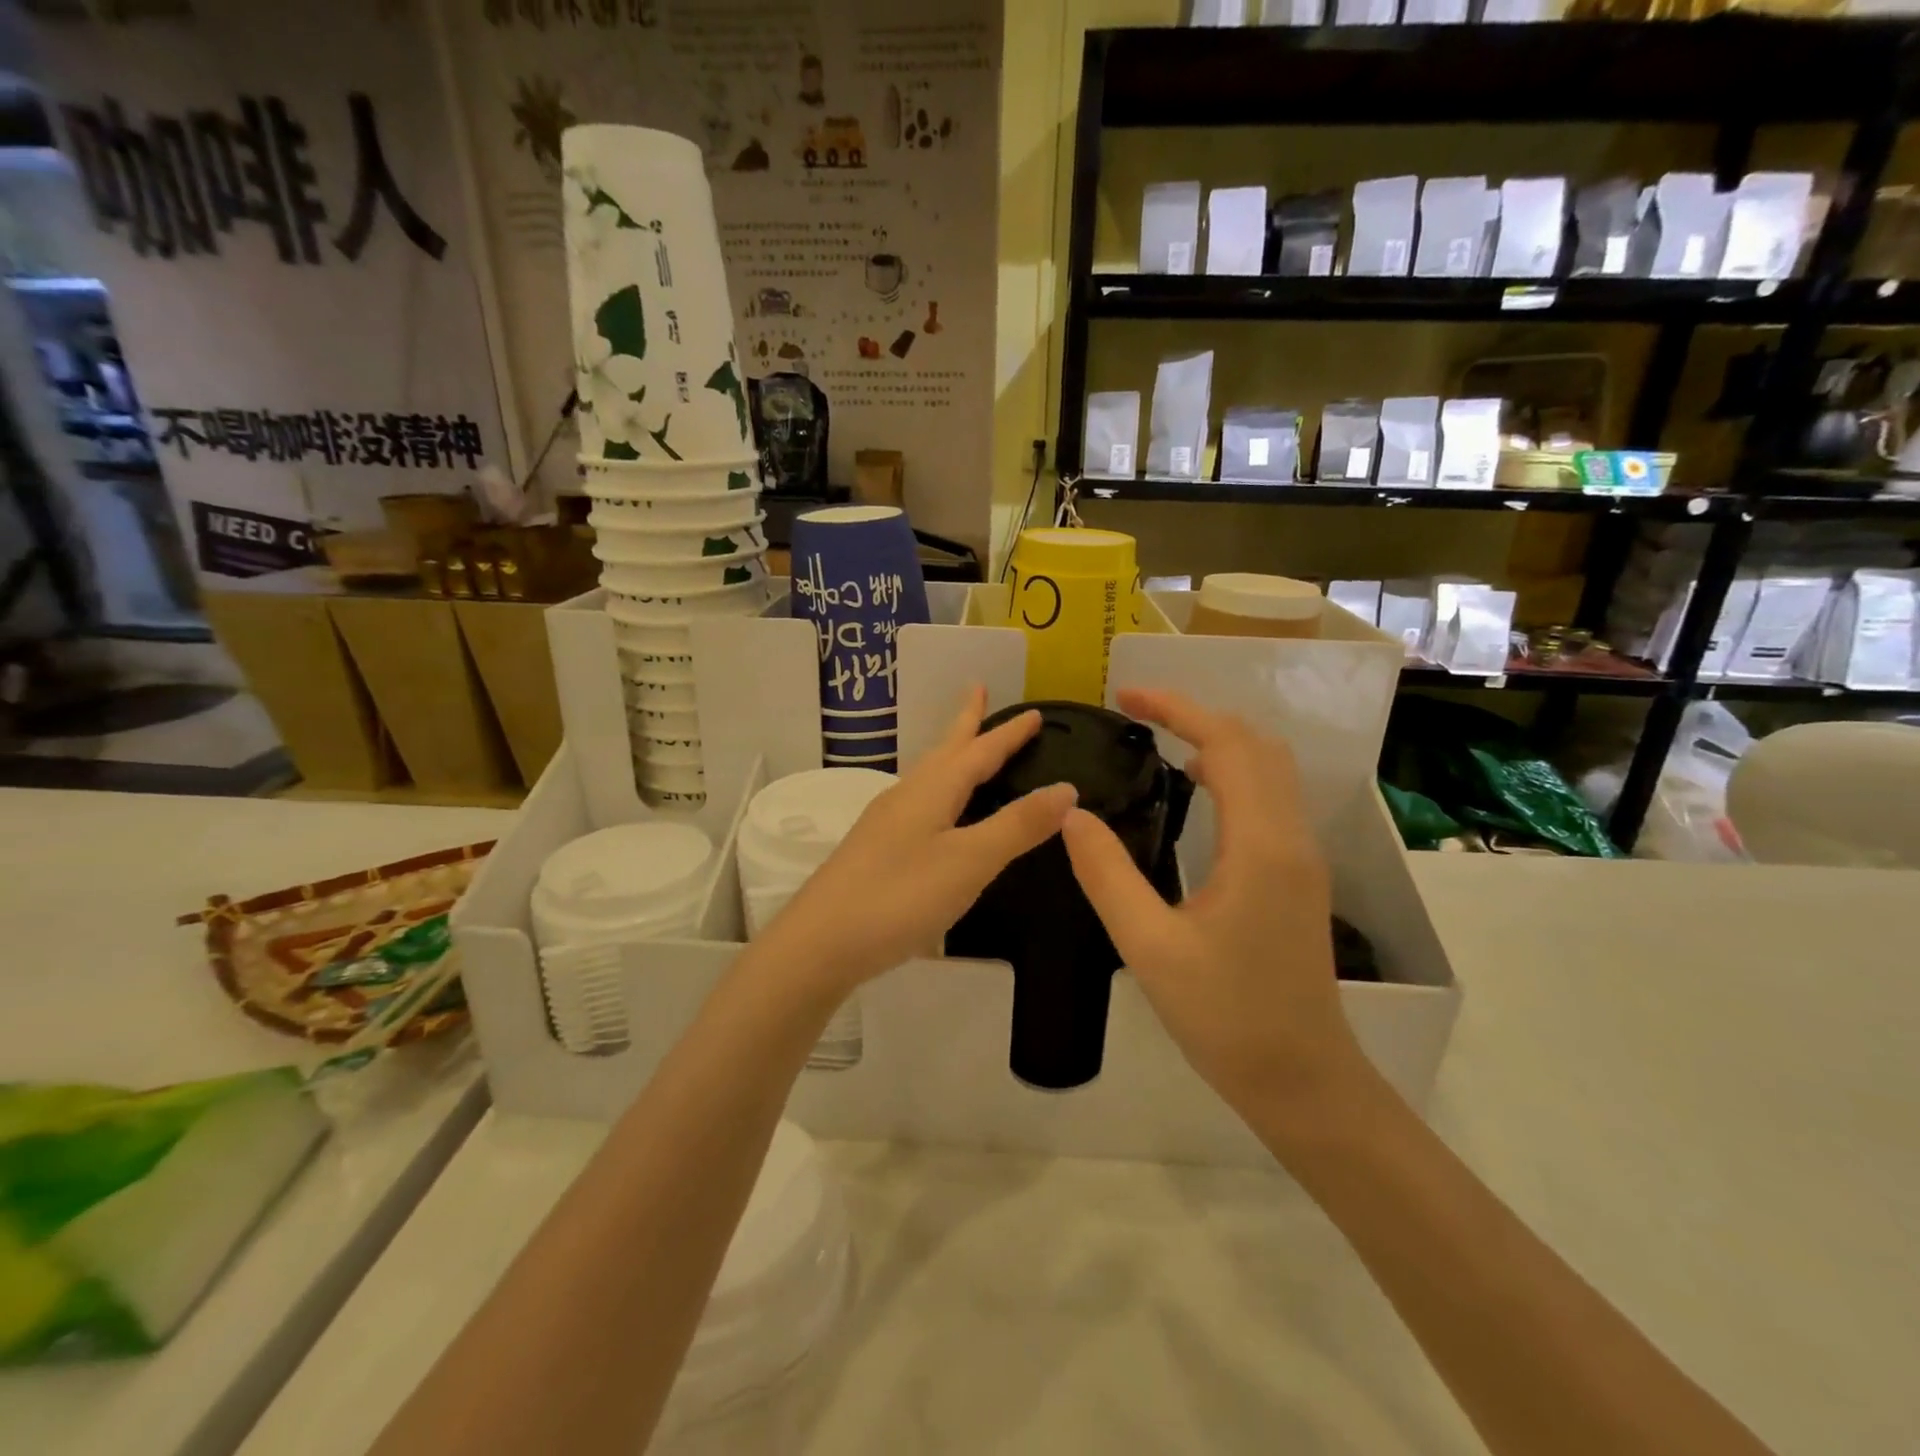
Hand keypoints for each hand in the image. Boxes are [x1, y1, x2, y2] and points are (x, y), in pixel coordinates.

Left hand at [765, 687, 1076, 994]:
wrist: (820, 943)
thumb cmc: (900, 896)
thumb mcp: (969, 861)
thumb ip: (1017, 826)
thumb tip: (1066, 788)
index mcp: (932, 791)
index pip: (978, 751)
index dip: (1008, 733)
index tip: (1034, 712)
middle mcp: (907, 797)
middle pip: (944, 751)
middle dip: (966, 723)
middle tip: (978, 692)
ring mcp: (886, 824)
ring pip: (928, 777)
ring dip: (951, 756)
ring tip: (965, 748)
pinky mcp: (876, 852)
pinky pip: (919, 804)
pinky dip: (940, 792)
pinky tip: (937, 815)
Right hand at [1061, 688, 1364, 1115]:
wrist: (1303, 1079)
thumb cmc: (1226, 1018)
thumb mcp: (1150, 948)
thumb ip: (1107, 875)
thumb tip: (1072, 815)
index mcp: (1260, 846)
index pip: (1227, 745)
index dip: (1177, 710)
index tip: (1126, 697)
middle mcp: (1291, 838)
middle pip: (1256, 745)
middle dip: (1197, 715)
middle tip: (1138, 714)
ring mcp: (1301, 856)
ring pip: (1269, 769)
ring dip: (1218, 740)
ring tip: (1160, 740)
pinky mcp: (1297, 875)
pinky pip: (1270, 797)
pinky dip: (1232, 770)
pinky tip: (1195, 789)